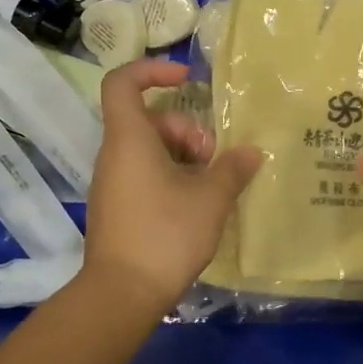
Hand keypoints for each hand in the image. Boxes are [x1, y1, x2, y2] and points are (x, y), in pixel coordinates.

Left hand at [83, 60, 262, 312]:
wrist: (122, 293)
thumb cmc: (165, 234)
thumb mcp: (211, 199)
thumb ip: (233, 168)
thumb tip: (251, 152)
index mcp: (129, 139)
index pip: (123, 82)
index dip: (153, 70)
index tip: (188, 81)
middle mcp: (114, 155)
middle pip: (149, 120)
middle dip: (186, 130)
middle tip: (213, 158)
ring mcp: (112, 183)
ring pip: (149, 150)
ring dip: (183, 157)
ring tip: (211, 186)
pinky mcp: (116, 208)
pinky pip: (143, 175)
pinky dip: (170, 178)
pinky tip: (196, 206)